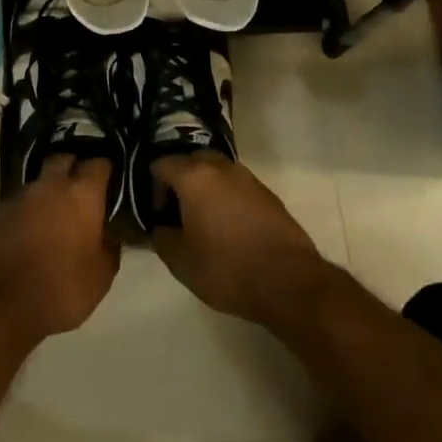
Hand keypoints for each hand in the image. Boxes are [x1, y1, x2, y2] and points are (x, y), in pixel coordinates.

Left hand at [0, 155, 120, 342]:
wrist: (0, 302)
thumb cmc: (61, 288)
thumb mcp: (101, 277)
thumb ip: (110, 247)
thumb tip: (109, 233)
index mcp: (82, 194)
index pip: (99, 163)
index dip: (106, 169)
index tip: (111, 180)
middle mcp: (51, 184)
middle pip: (64, 159)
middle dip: (74, 167)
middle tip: (82, 188)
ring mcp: (22, 194)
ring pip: (40, 180)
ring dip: (49, 189)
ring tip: (56, 211)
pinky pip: (21, 200)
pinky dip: (30, 208)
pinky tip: (32, 228)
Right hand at [150, 154, 330, 329]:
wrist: (289, 282)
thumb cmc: (228, 269)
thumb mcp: (181, 263)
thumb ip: (162, 238)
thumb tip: (160, 227)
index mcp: (194, 177)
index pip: (161, 163)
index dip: (153, 186)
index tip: (157, 213)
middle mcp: (221, 167)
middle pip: (191, 160)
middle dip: (180, 180)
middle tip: (177, 212)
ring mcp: (247, 177)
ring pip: (217, 171)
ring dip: (206, 187)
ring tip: (204, 220)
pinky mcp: (267, 193)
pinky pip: (237, 186)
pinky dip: (227, 197)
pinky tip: (230, 227)